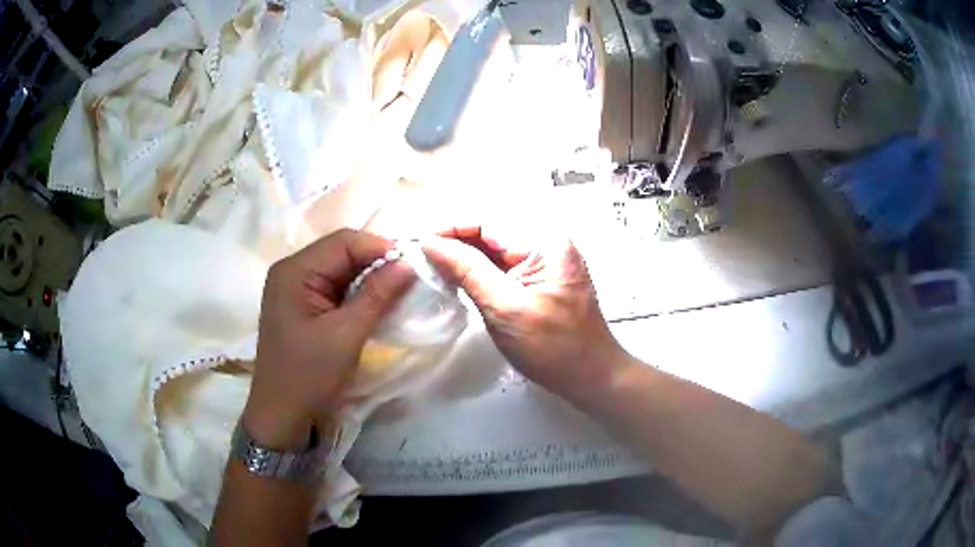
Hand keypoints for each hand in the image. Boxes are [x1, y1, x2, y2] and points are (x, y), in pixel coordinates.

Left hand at [245, 229, 414, 448]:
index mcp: (294, 271)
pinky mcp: (303, 305)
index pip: (344, 242)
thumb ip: (377, 295)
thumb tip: (410, 263)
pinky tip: (377, 303)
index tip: (415, 265)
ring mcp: (296, 288)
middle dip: (377, 263)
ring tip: (400, 291)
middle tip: (411, 279)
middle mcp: (292, 271)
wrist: (281, 415)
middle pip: (341, 252)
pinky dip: (358, 293)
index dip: (381, 248)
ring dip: (370, 278)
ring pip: (341, 269)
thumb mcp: (346, 335)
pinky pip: (335, 287)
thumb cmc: (308, 375)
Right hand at [422, 225, 628, 399]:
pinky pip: (505, 265)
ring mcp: (547, 260)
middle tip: (423, 257)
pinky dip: (480, 270)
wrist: (591, 376)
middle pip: (492, 231)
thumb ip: (467, 271)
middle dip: (456, 241)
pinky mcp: (542, 278)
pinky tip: (459, 279)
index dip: (451, 228)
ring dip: (465, 256)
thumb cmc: (553, 349)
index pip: (488, 221)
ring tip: (435, 267)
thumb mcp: (504, 309)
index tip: (420, 244)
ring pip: (495, 248)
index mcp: (545, 242)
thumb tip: (432, 243)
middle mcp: (548, 242)